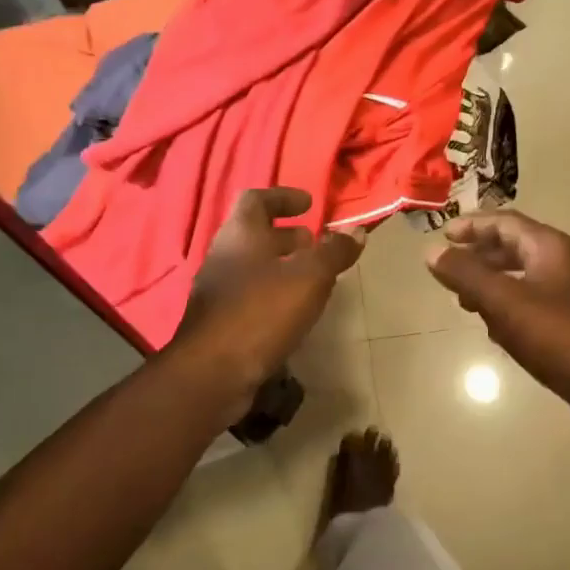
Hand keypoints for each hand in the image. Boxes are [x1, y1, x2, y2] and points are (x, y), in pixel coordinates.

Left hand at [173, 187, 361, 409]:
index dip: (284, 197)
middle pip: (254, 234)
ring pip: (252, 267)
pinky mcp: (218, 321)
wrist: (213, 373)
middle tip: (314, 243)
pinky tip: (292, 311)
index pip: (257, 199)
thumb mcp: (309, 278)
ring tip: (311, 278)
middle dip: (287, 235)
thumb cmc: (262, 313)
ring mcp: (216, 290)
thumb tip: (356, 230)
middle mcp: (223, 256)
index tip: (309, 203)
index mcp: (240, 235)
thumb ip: (334, 253)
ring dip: (280, 266)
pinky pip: (249, 295)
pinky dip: (272, 293)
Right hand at [425, 211, 569, 437]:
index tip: (442, 236)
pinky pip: (528, 308)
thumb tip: (432, 251)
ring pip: (519, 280)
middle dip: (478, 256)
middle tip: (448, 271)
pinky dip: (506, 311)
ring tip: (463, 302)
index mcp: (548, 248)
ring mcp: (566, 297)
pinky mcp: (568, 326)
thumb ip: (467, 275)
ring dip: (490, 285)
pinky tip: (493, 331)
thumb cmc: (560, 336)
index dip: (472, 226)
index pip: (504, 222)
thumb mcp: (506, 302)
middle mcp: (560, 265)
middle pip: (512, 248)